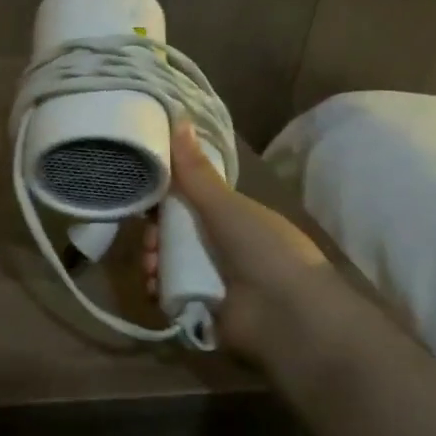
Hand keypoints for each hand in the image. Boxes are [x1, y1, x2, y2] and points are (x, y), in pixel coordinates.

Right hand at [144, 123, 343, 363]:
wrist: (290, 317)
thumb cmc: (264, 251)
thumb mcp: (226, 205)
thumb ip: (196, 170)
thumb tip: (178, 118)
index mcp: (233, 220)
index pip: (189, 204)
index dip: (165, 201)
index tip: (145, 199)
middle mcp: (223, 248)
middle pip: (174, 236)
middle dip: (156, 237)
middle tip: (151, 242)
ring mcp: (214, 281)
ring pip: (168, 265)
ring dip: (154, 263)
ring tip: (153, 269)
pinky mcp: (203, 311)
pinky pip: (170, 295)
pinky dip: (159, 291)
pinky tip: (155, 288)